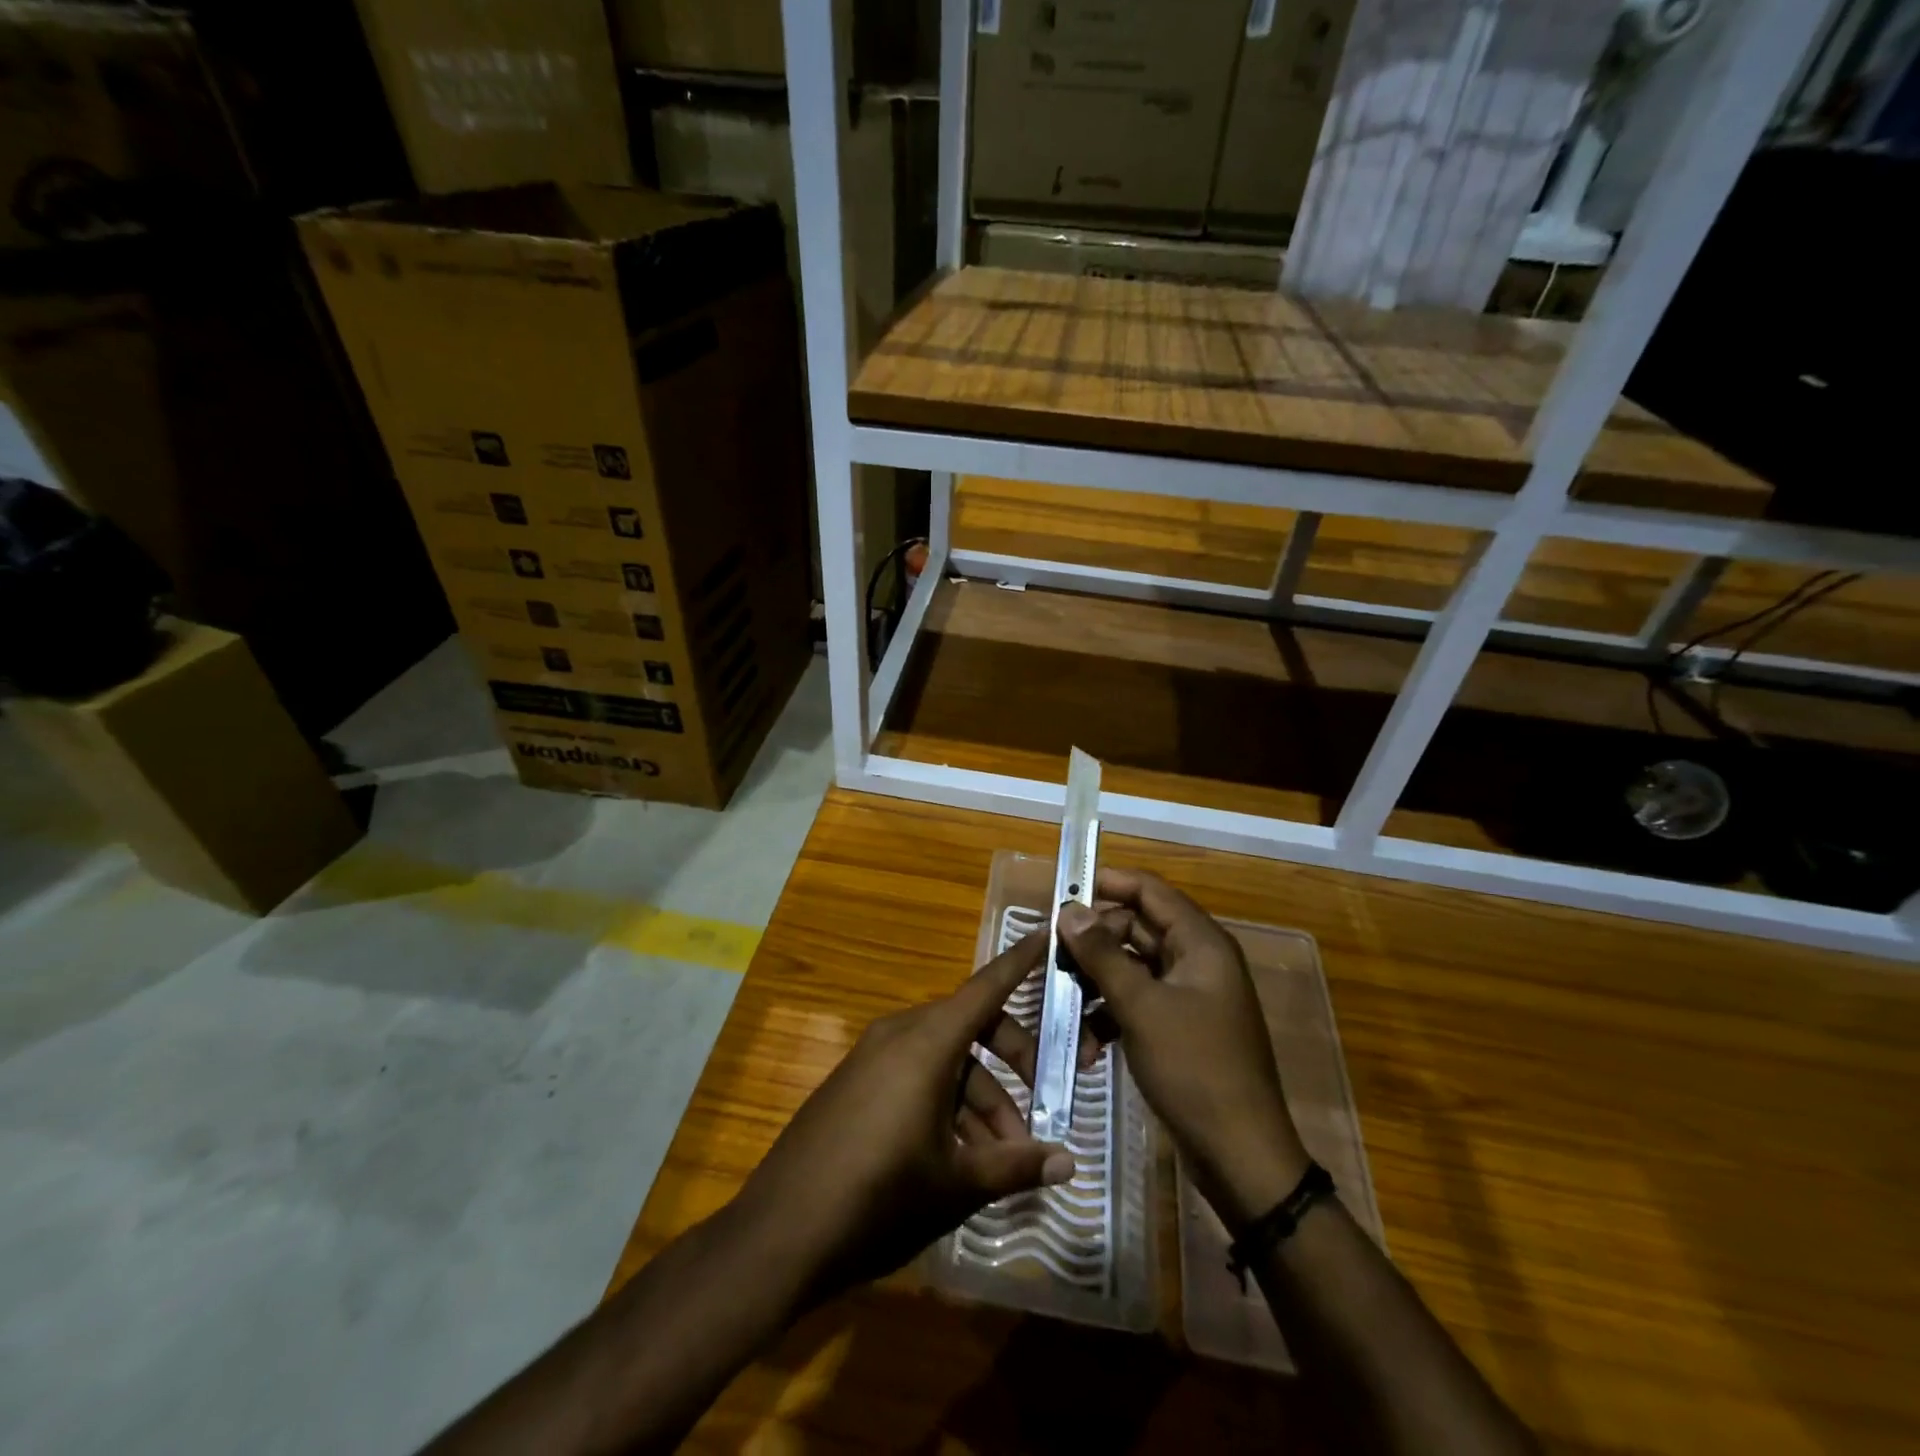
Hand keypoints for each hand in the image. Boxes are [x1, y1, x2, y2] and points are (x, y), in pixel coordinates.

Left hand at [733, 930, 1074, 1307]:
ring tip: (1003, 1157)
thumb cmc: (878, 1198)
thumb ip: (1015, 1166)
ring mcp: (871, 1058)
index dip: (1020, 961)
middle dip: (1013, 1061)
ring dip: (979, 1097)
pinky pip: (913, 1075)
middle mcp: (899, 1035)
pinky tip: (959, 1157)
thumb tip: (1069, 1163)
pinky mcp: (854, 1084)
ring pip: (943, 1059)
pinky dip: (944, 1102)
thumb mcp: (956, 1184)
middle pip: (970, 1027)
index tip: (1047, 930)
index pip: (986, 987)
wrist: (778, 1235)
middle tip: (1043, 1105)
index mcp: (927, 1042)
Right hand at [1059, 867, 1309, 1230]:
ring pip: (1131, 968)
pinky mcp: (1179, 1027)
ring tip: (1063, 1008)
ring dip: (1097, 985)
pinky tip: (1087, 1046)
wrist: (1240, 1156)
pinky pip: (1137, 1002)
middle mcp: (1196, 960)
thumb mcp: (1141, 1007)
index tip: (1062, 891)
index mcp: (1200, 943)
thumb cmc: (1194, 1069)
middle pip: (1136, 928)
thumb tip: (1069, 910)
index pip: (1150, 891)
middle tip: (1052, 959)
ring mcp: (1188, 995)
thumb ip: (1102, 954)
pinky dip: (1110, 1016)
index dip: (1108, 883)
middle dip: (1093, 943)